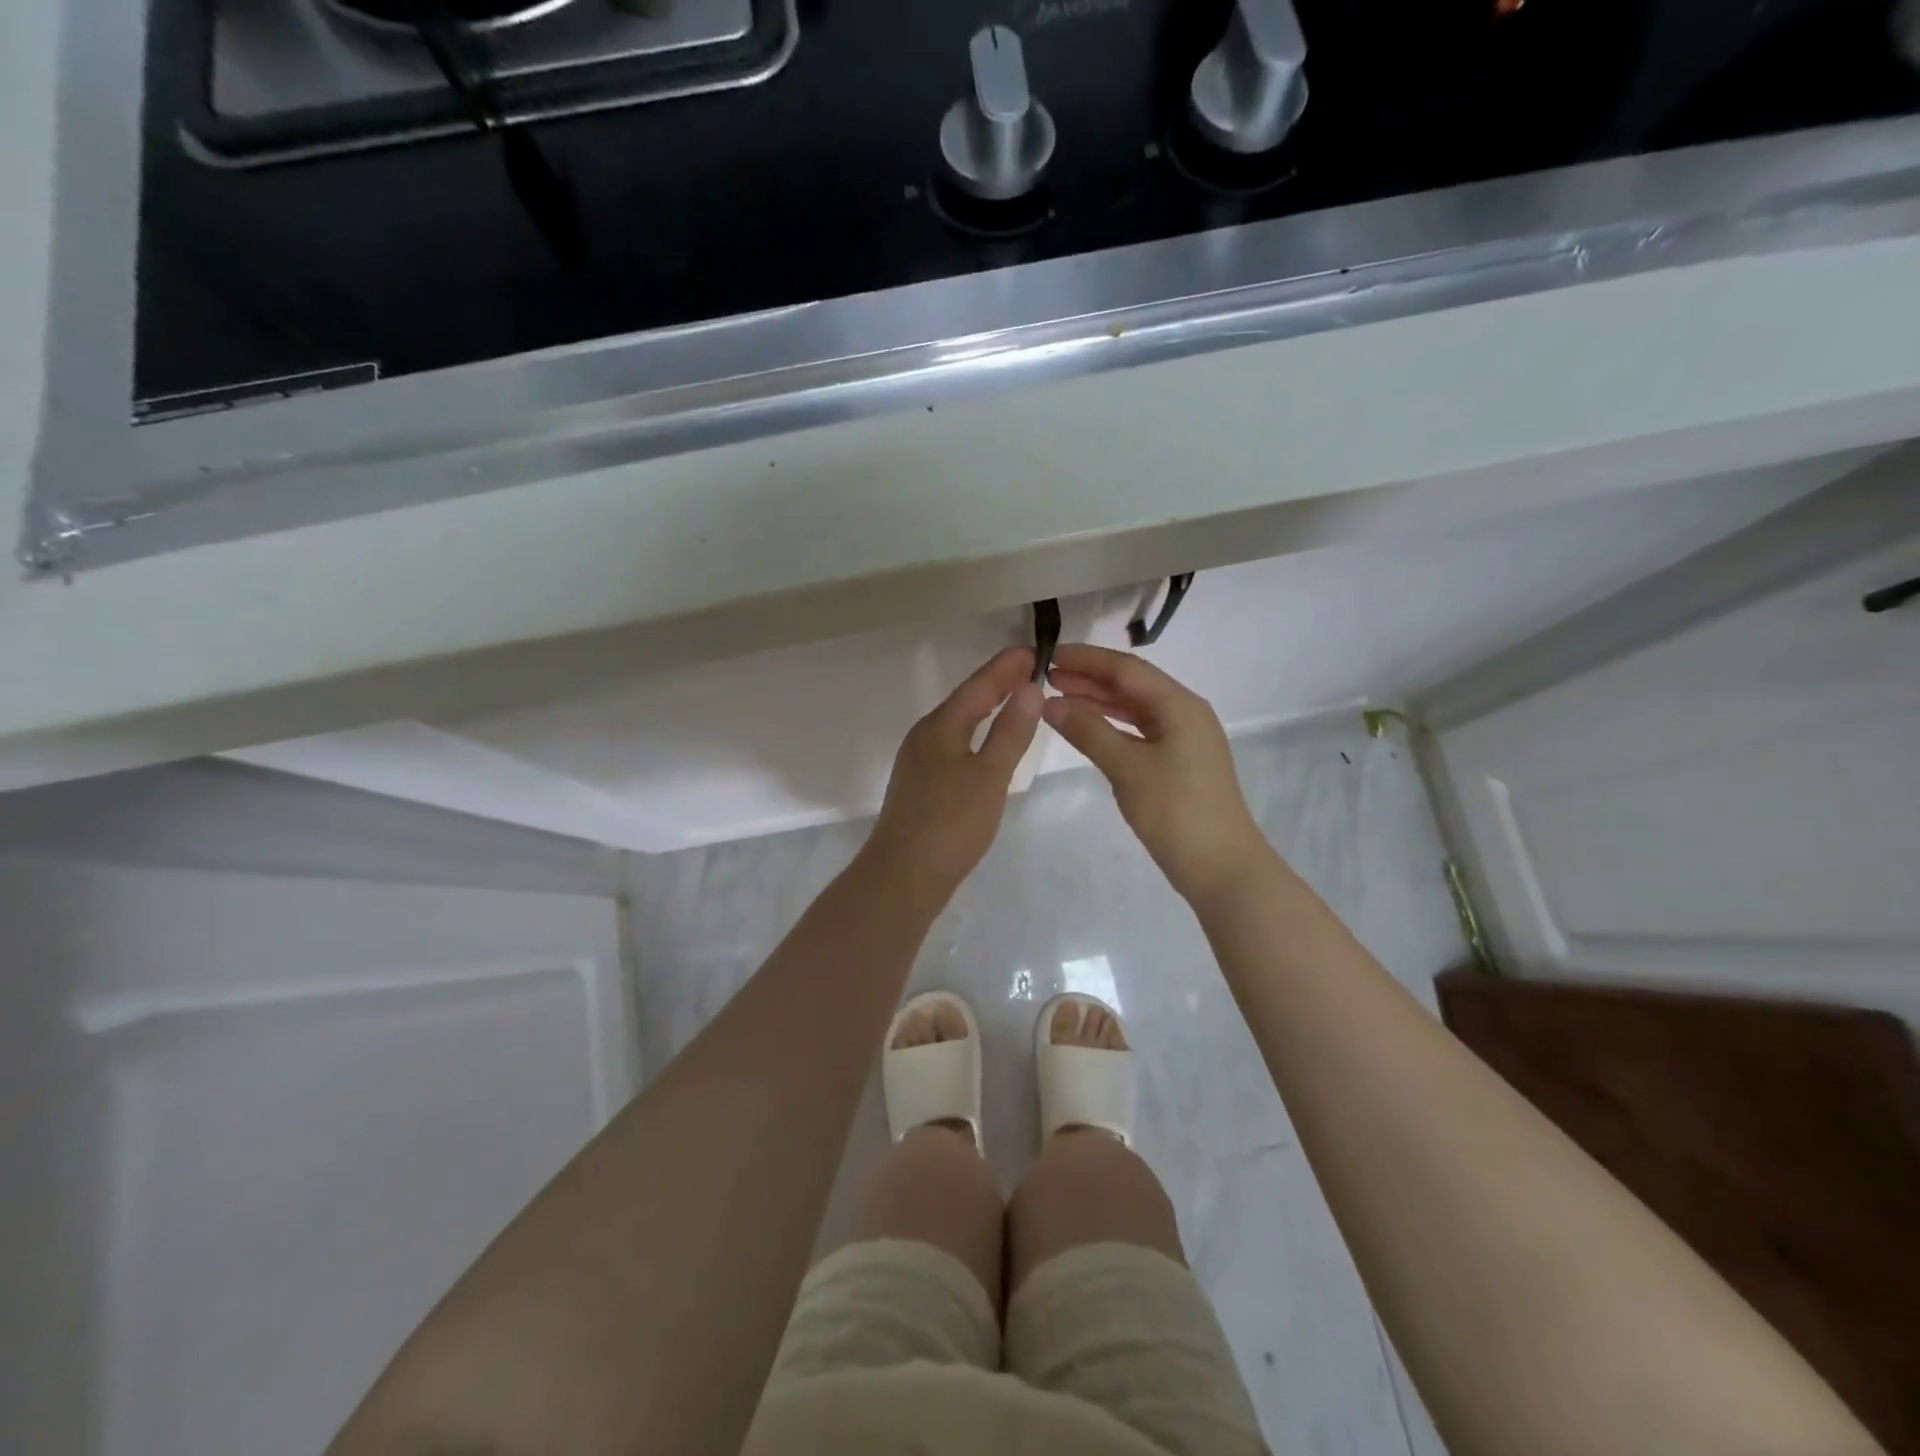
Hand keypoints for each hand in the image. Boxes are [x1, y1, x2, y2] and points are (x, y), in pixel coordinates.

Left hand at [867, 648, 1043, 900]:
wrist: (904, 876)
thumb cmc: (951, 823)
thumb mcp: (990, 775)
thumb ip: (1010, 732)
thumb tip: (1029, 688)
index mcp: (940, 727)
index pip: (978, 685)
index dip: (1006, 667)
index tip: (1033, 650)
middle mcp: (925, 737)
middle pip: (965, 701)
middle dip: (997, 683)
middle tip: (1030, 669)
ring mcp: (919, 762)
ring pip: (958, 724)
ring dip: (986, 708)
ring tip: (1015, 700)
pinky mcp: (921, 786)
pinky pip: (954, 745)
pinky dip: (977, 735)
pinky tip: (988, 746)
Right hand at [1043, 644, 1273, 903]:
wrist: (1221, 867)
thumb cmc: (1176, 812)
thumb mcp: (1127, 768)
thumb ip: (1088, 731)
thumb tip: (1049, 702)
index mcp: (1179, 705)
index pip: (1126, 669)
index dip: (1086, 659)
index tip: (1048, 656)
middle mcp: (1184, 713)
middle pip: (1131, 685)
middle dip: (1089, 678)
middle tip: (1045, 677)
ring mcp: (1183, 738)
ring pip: (1135, 708)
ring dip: (1098, 701)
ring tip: (1059, 698)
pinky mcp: (1178, 762)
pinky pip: (1139, 730)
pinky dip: (1111, 725)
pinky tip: (1087, 728)